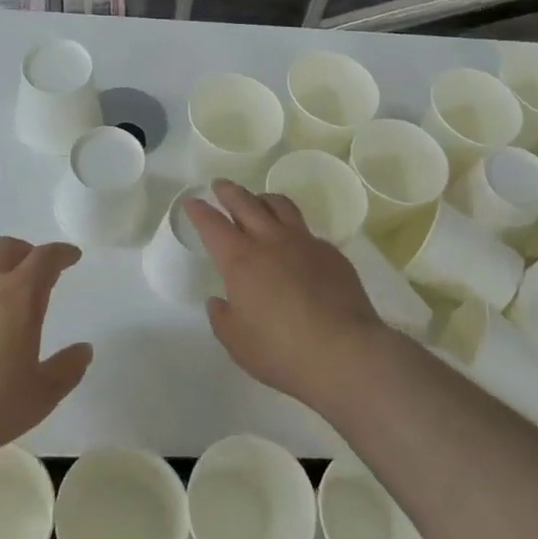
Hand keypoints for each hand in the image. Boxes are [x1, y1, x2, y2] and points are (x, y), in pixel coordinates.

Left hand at [0, 237, 92, 461]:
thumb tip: (83, 350)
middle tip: (36, 267)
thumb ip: (67, 368)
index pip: (45, 258)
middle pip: (6, 248)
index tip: (72, 257)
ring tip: (1, 291)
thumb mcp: (42, 394)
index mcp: (20, 296)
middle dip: (26, 251)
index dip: (61, 253)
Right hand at [182, 182, 383, 407]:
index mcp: (240, 260)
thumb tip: (219, 301)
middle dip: (228, 191)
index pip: (212, 224)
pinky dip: (292, 228)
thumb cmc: (282, 351)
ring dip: (263, 198)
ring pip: (280, 205)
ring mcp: (304, 242)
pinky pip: (306, 230)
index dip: (199, 211)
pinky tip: (294, 243)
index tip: (192, 202)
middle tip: (220, 186)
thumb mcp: (238, 343)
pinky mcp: (331, 253)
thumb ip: (222, 318)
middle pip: (245, 202)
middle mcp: (270, 241)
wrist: (345, 352)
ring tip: (258, 201)